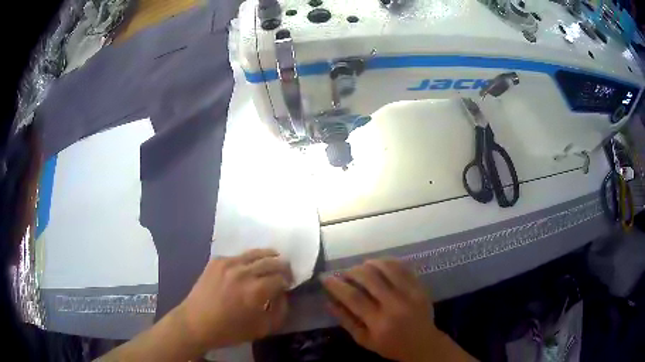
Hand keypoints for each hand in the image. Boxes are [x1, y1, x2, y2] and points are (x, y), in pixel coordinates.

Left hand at [179, 249, 292, 350]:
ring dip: (269, 256)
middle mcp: (244, 272)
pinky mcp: (216, 261)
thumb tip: (283, 294)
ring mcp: (228, 263)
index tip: (289, 285)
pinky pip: (238, 255)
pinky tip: (248, 266)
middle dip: (283, 266)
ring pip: (256, 253)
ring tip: (274, 259)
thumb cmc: (229, 330)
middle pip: (271, 261)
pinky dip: (249, 259)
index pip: (281, 278)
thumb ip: (279, 311)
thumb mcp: (262, 328)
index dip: (288, 281)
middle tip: (285, 272)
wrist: (196, 322)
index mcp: (256, 291)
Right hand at [322, 259, 469, 361]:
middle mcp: (395, 305)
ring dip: (370, 263)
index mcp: (379, 322)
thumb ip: (346, 321)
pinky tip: (379, 264)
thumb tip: (328, 301)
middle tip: (345, 272)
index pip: (354, 298)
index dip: (337, 285)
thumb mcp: (364, 340)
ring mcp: (411, 293)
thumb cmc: (390, 346)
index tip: (325, 277)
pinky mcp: (420, 286)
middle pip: (370, 278)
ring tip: (361, 267)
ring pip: (387, 268)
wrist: (423, 344)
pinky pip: (403, 267)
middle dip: (352, 271)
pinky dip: (388, 262)